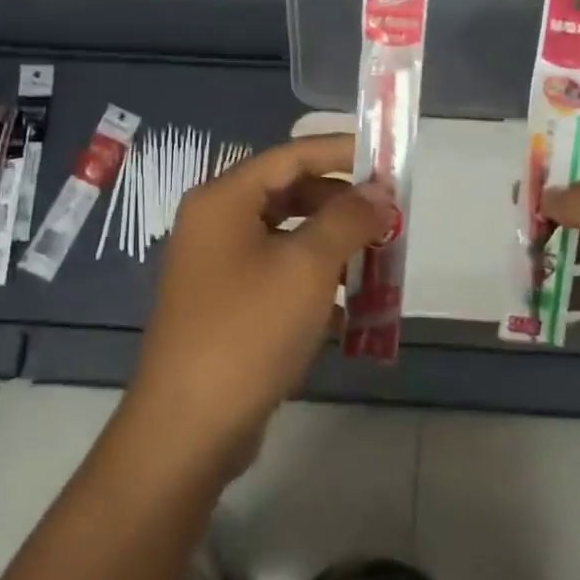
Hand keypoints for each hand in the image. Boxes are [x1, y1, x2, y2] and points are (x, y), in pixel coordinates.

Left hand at [121, 133, 391, 476]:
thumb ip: (348, 220)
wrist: (189, 426)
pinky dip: (314, 286)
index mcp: (223, 201)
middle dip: (342, 206)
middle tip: (390, 219)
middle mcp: (214, 226)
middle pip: (289, 196)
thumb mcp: (307, 267)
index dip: (343, 153)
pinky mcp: (227, 309)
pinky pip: (278, 279)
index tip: (390, 161)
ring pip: (287, 241)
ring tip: (378, 265)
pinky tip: (349, 314)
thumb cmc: (248, 332)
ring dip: (333, 249)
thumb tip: (378, 192)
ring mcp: (217, 270)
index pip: (291, 156)